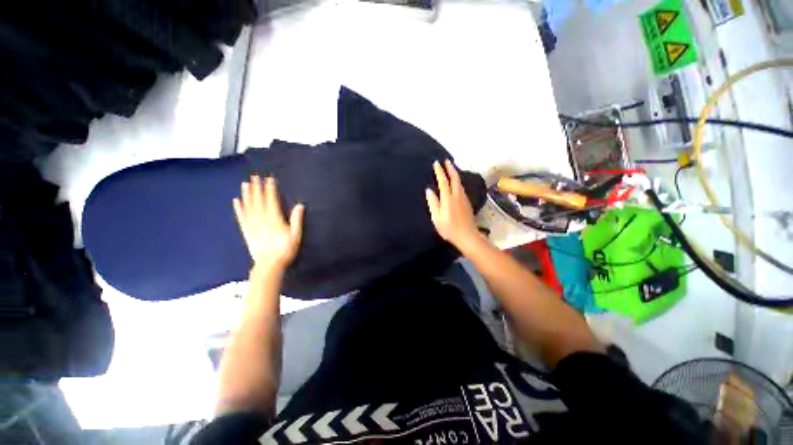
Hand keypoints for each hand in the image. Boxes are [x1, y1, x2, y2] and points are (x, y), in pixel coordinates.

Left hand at [233, 176, 304, 270]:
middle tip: (254, 176)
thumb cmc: (285, 250)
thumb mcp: (296, 235)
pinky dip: (238, 208)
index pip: (271, 201)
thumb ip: (296, 220)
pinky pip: (241, 217)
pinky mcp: (246, 231)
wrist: (269, 265)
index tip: (269, 179)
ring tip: (245, 184)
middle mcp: (261, 220)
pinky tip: (236, 201)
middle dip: (257, 188)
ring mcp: (252, 225)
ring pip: (248, 207)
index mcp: (274, 220)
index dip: (270, 189)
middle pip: (258, 201)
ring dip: (247, 195)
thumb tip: (300, 205)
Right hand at [425, 160, 481, 250]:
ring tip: (450, 168)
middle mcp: (457, 195)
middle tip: (446, 160)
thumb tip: (429, 190)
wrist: (468, 236)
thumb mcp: (437, 218)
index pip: (443, 181)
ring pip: (459, 182)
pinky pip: (461, 187)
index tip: (436, 163)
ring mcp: (464, 198)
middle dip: (450, 168)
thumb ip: (433, 203)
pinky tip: (455, 182)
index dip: (440, 171)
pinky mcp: (467, 202)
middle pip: (455, 178)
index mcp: (448, 199)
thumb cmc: (449, 229)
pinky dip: (457, 181)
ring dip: (455, 173)